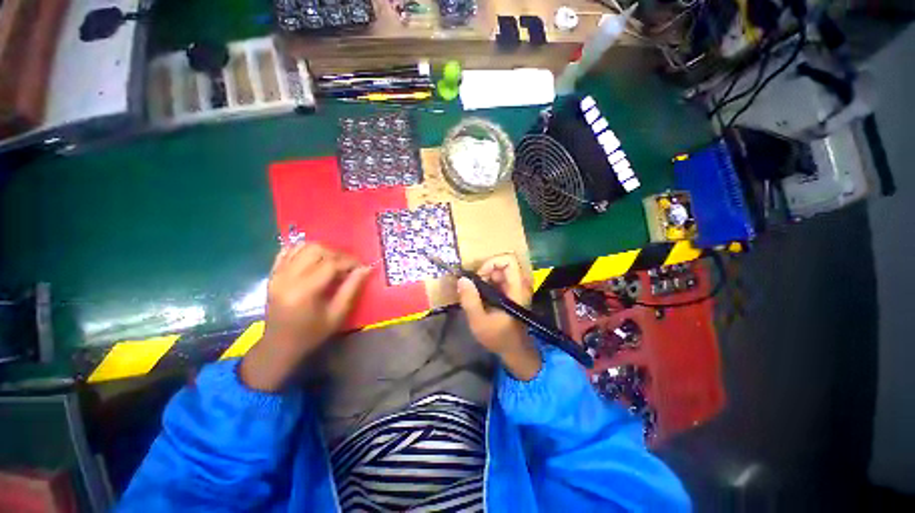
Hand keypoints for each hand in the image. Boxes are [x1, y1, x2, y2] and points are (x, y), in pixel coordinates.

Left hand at [240, 243, 370, 390]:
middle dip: (337, 254)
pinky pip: (287, 251)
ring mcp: (277, 274)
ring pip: (302, 246)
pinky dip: (304, 250)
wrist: (279, 345)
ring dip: (322, 250)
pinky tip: (315, 259)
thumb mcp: (337, 314)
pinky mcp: (273, 274)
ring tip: (333, 262)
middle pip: (316, 250)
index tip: (362, 266)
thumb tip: (366, 268)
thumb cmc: (312, 333)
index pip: (330, 263)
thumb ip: (352, 288)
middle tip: (348, 266)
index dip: (350, 261)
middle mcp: (288, 277)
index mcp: (304, 291)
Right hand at [457, 254, 541, 380]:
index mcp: (516, 290)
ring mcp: (515, 288)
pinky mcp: (510, 293)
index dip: (491, 263)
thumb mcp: (479, 321)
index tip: (479, 276)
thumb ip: (470, 300)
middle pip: (502, 264)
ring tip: (476, 293)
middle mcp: (518, 285)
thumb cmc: (498, 338)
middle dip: (485, 272)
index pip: (509, 262)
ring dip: (484, 278)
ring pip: (499, 271)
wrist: (514, 350)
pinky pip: (498, 279)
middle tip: (474, 286)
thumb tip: (462, 279)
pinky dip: (486, 283)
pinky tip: (480, 296)